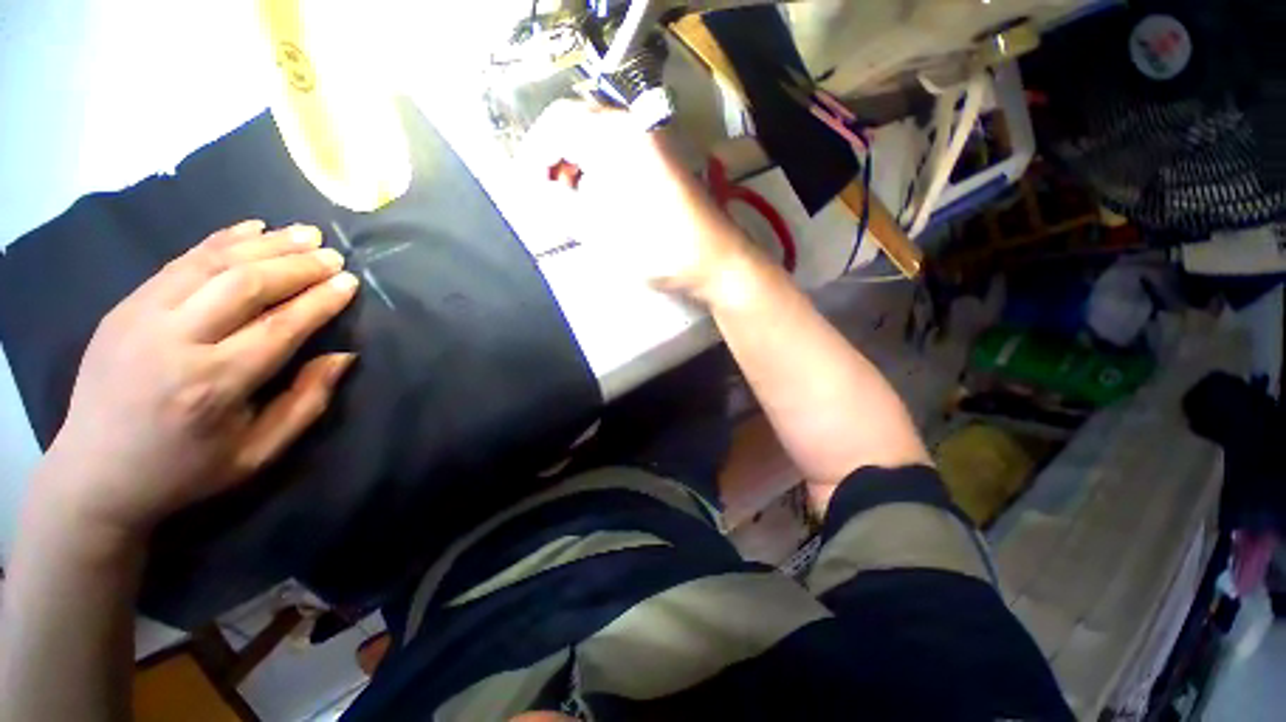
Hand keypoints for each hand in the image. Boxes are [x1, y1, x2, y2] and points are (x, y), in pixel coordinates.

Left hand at [33, 220, 359, 544]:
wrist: (96, 475)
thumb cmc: (186, 470)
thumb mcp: (259, 452)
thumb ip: (306, 402)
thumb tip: (343, 356)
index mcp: (214, 385)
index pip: (280, 327)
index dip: (320, 300)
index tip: (349, 281)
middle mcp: (176, 342)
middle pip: (245, 285)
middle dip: (296, 265)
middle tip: (332, 254)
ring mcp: (141, 318)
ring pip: (211, 263)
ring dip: (264, 244)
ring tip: (304, 232)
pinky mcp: (124, 307)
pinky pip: (179, 261)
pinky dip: (220, 240)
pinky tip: (252, 228)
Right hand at [522, 101, 761, 302]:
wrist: (714, 261)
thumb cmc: (657, 249)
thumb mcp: (600, 232)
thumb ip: (562, 207)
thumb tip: (542, 192)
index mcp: (615, 136)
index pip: (557, 123)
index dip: (534, 154)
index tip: (527, 188)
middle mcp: (635, 127)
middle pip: (578, 124)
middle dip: (555, 157)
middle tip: (547, 194)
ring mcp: (653, 142)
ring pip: (599, 138)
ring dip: (578, 163)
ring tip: (571, 200)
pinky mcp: (664, 161)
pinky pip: (621, 152)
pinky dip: (601, 169)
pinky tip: (600, 198)